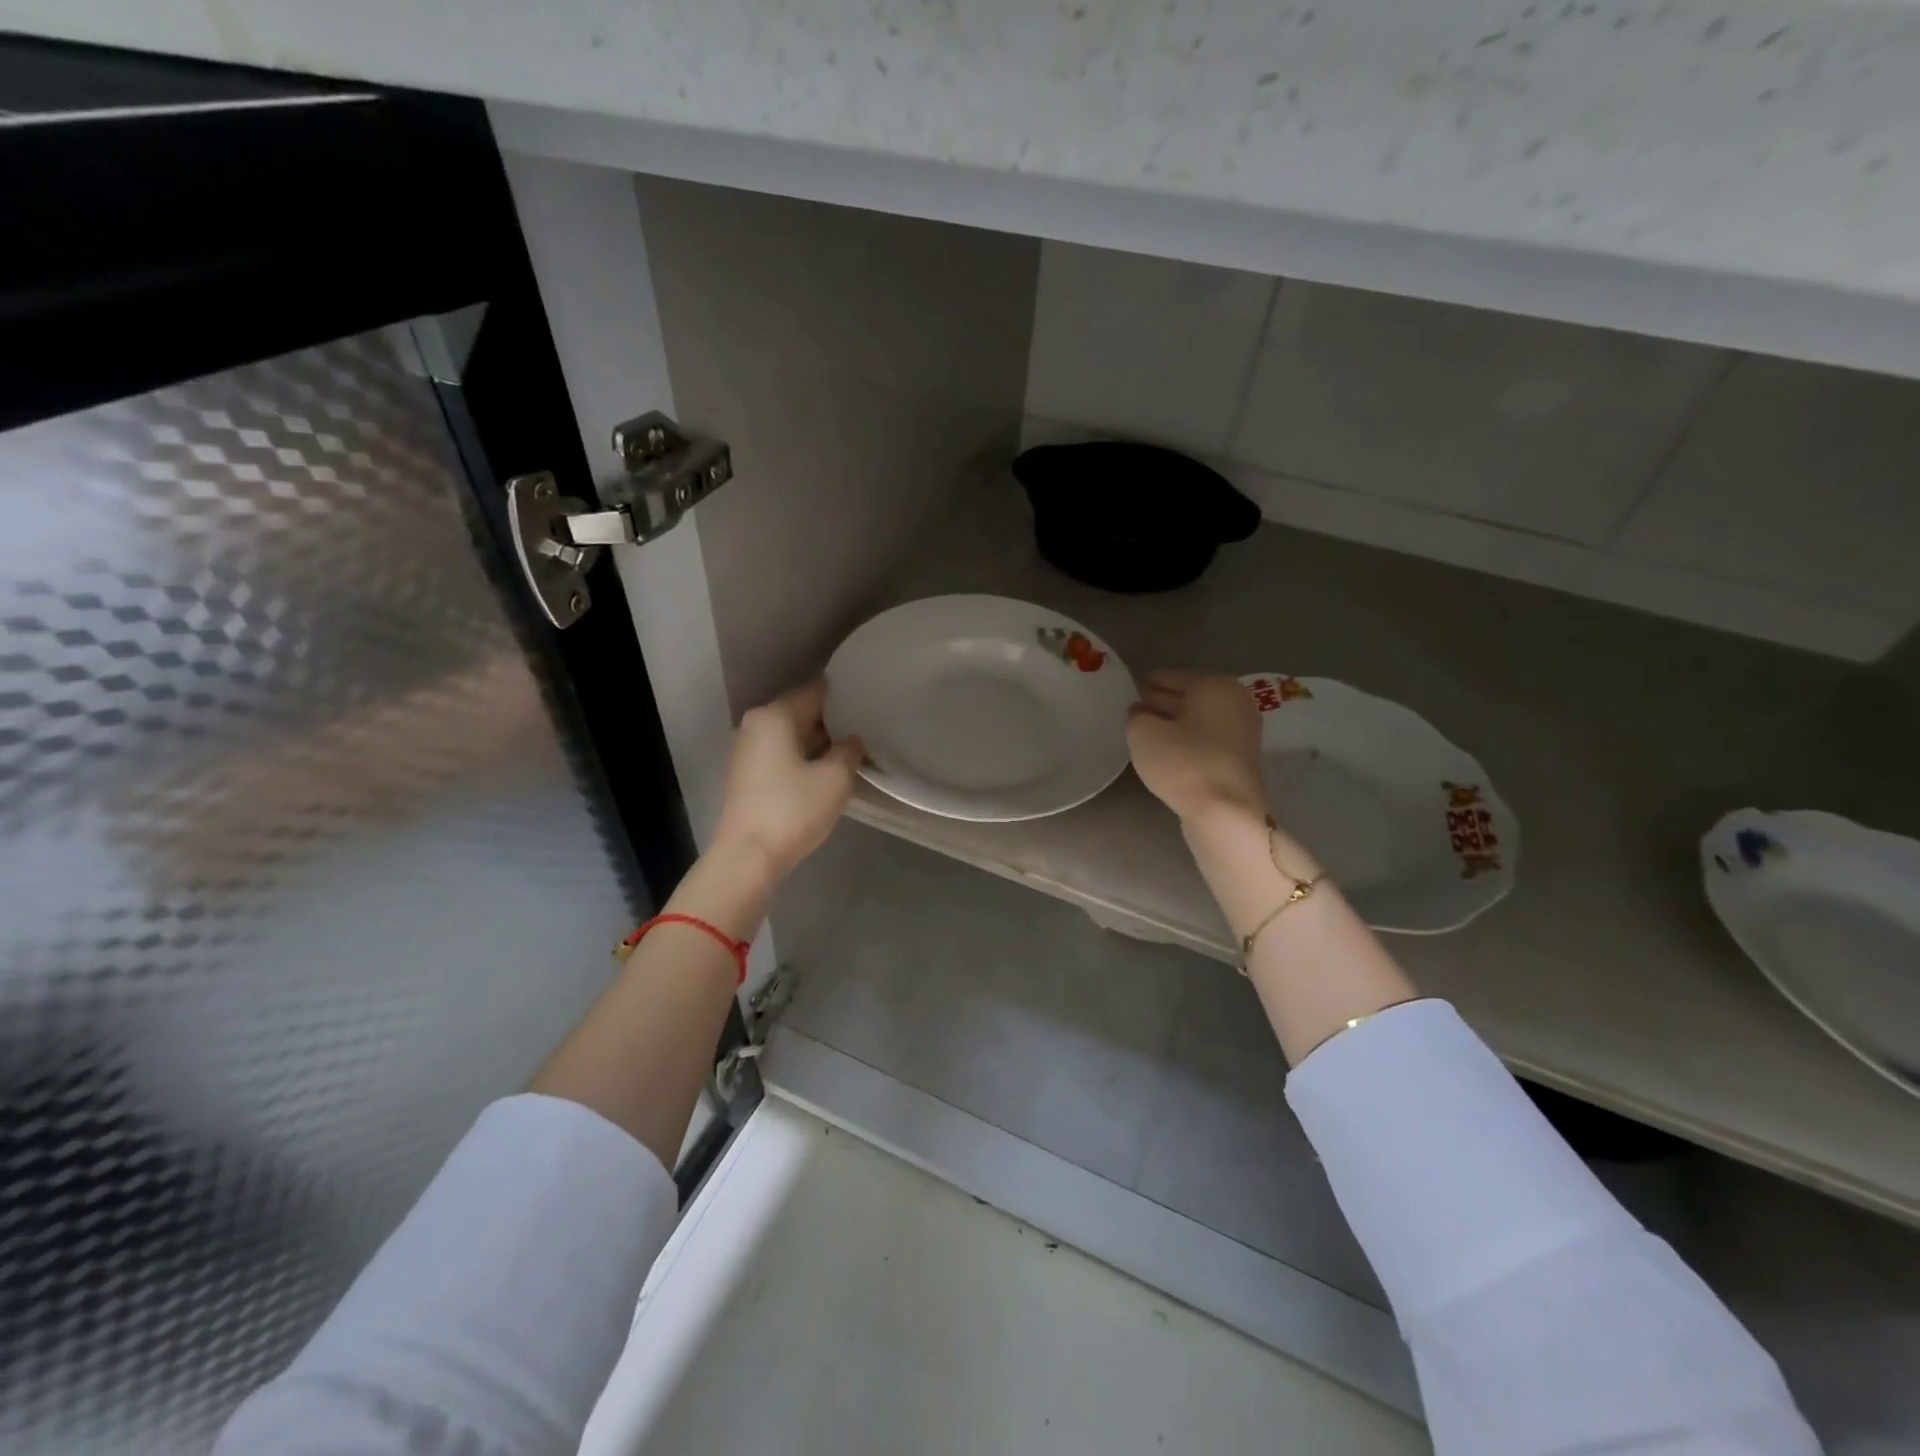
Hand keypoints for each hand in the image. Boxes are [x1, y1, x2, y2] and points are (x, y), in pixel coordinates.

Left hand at [711, 679, 864, 882]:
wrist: (748, 857)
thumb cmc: (793, 810)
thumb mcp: (835, 778)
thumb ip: (849, 751)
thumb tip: (851, 741)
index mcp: (774, 715)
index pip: (816, 692)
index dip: (845, 697)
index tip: (870, 705)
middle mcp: (755, 725)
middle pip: (801, 712)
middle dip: (833, 721)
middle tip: (866, 730)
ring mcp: (746, 750)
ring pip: (791, 735)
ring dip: (819, 742)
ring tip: (851, 751)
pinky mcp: (746, 775)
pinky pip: (780, 754)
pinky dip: (803, 758)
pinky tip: (826, 771)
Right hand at [1126, 670, 1268, 826]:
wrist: (1226, 812)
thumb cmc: (1184, 762)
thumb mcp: (1143, 733)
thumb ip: (1136, 717)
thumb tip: (1140, 713)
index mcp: (1215, 686)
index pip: (1174, 676)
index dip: (1151, 680)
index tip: (1132, 686)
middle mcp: (1234, 703)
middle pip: (1191, 696)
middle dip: (1164, 700)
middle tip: (1136, 705)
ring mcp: (1242, 734)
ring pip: (1199, 720)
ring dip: (1174, 722)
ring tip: (1145, 728)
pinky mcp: (1239, 761)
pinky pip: (1206, 740)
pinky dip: (1186, 740)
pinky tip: (1166, 749)